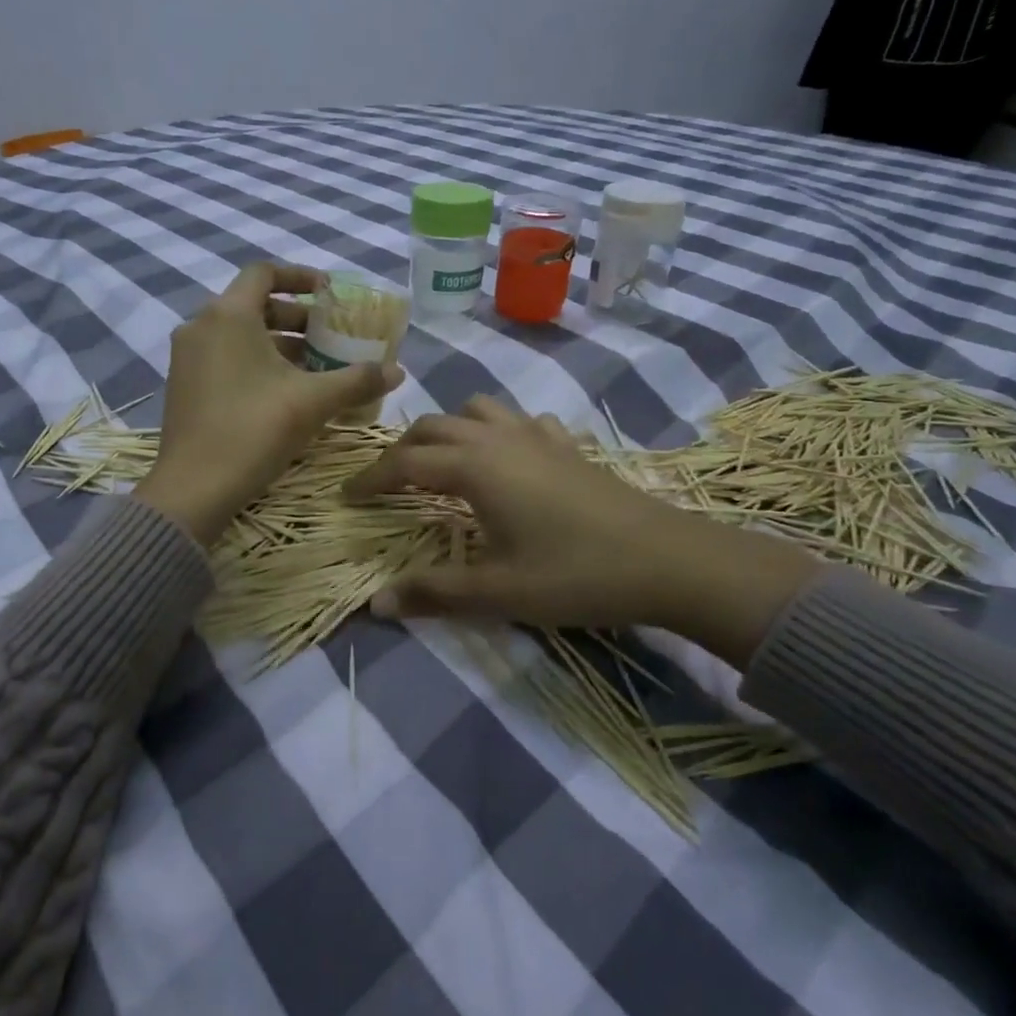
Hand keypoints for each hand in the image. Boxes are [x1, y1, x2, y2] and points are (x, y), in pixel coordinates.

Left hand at [135, 263, 402, 545]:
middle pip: (253, 305)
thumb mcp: (312, 402)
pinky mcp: (183, 386)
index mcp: (228, 315)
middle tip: (329, 337)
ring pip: (238, 335)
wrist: (193, 488)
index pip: (264, 273)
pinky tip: (283, 392)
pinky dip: (254, 363)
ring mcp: (186, 358)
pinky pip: (223, 358)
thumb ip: (357, 380)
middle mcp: (200, 327)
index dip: (300, 277)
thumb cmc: (254, 430)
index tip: (330, 293)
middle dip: (296, 318)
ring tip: (314, 368)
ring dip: (278, 344)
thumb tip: (398, 371)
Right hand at [343, 396, 820, 667]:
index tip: (346, 497)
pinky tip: (508, 459)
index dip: (370, 479)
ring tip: (440, 463)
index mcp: (474, 466)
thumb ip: (433, 593)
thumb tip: (376, 604)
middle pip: (433, 427)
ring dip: (448, 430)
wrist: (668, 561)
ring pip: (476, 411)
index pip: (404, 463)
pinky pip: (520, 421)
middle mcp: (498, 438)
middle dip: (401, 450)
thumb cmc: (576, 575)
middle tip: (386, 484)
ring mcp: (537, 436)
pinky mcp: (567, 445)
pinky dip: (498, 431)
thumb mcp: (498, 592)